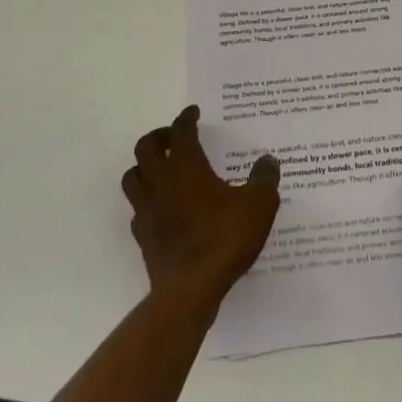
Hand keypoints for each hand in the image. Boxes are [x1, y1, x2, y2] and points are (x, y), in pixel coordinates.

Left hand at [121, 105, 280, 312]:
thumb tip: (268, 160)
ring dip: (144, 166)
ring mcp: (147, 209)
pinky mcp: (142, 235)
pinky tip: (162, 207)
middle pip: (145, 147)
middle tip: (174, 137)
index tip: (193, 112)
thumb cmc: (224, 238)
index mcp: (186, 166)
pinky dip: (147, 201)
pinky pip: (137, 209)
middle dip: (159, 137)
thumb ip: (264, 179)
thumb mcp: (259, 205)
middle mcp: (161, 181)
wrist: (191, 289)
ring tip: (161, 168)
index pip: (180, 131)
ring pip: (133, 176)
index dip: (186, 118)